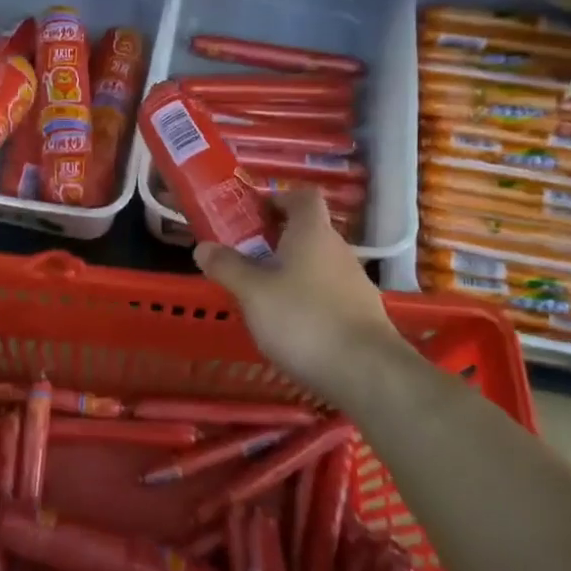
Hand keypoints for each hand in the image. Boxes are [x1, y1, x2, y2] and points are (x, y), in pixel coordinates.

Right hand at [193, 186, 405, 409]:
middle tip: (244, 256)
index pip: (302, 196)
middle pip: (308, 231)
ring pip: (317, 264)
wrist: (367, 373)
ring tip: (261, 294)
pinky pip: (327, 293)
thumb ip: (227, 266)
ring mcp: (354, 283)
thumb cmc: (303, 319)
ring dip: (290, 271)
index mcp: (312, 233)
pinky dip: (306, 298)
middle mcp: (338, 250)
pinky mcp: (361, 314)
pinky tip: (289, 324)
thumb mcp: (252, 292)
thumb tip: (203, 247)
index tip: (252, 213)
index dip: (278, 198)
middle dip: (276, 239)